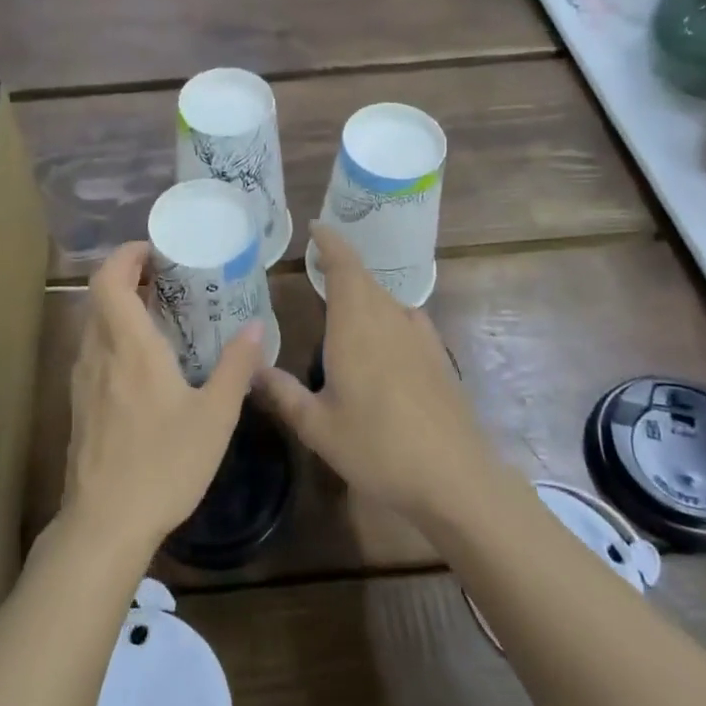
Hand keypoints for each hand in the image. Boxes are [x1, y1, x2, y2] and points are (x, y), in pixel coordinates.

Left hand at [60, 241, 263, 559]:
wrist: (104, 524)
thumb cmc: (163, 465)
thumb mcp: (215, 417)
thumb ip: (236, 368)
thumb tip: (255, 328)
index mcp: (128, 346)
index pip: (108, 279)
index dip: (126, 255)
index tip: (156, 251)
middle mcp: (98, 353)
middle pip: (100, 296)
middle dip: (129, 277)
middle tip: (167, 279)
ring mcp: (82, 380)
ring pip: (95, 324)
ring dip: (121, 308)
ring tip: (161, 316)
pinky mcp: (79, 405)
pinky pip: (94, 352)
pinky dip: (115, 338)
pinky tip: (145, 365)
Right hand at [259, 223, 495, 528]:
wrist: (455, 477)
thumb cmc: (378, 447)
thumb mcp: (318, 427)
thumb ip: (282, 393)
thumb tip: (251, 368)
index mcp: (356, 325)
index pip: (344, 266)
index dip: (330, 243)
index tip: (316, 227)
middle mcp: (389, 319)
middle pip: (364, 279)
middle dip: (341, 269)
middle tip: (317, 269)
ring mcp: (419, 336)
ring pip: (385, 300)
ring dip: (364, 295)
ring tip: (342, 309)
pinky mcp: (439, 356)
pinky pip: (405, 320)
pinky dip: (386, 317)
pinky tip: (381, 342)